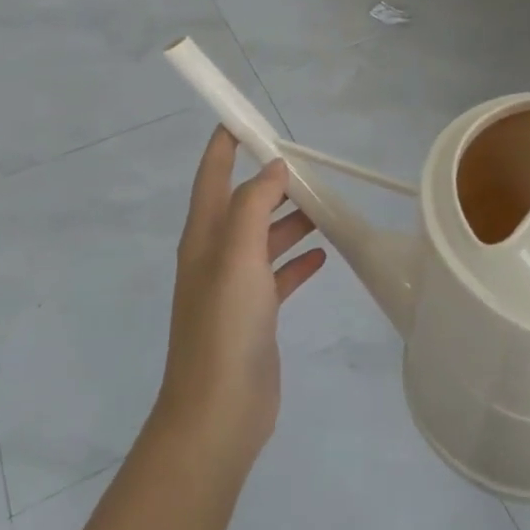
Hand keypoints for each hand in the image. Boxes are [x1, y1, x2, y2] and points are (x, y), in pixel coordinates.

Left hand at [153, 128, 327, 468]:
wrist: (219, 412)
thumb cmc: (225, 325)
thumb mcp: (238, 254)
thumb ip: (255, 204)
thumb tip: (273, 167)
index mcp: (204, 236)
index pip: (213, 175)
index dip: (226, 144)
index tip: (248, 117)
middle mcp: (216, 255)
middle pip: (244, 203)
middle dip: (271, 181)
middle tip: (308, 165)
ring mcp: (235, 286)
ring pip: (265, 237)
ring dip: (291, 219)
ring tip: (325, 206)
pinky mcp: (256, 314)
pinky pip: (279, 274)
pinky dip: (298, 260)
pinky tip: (324, 255)